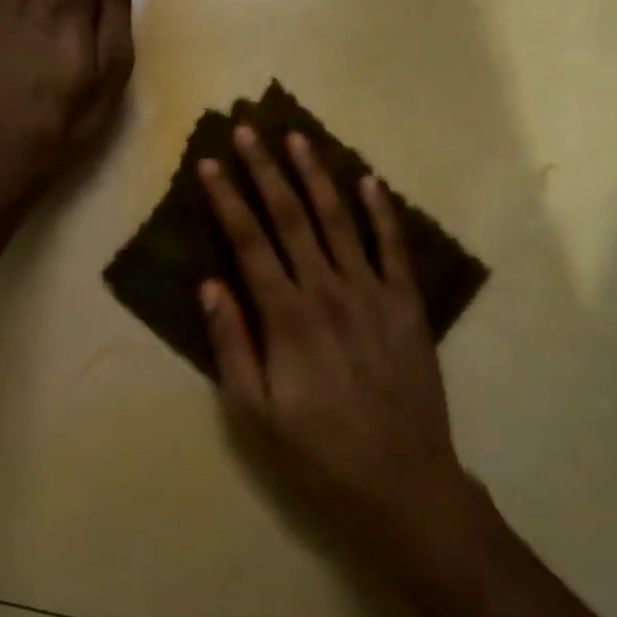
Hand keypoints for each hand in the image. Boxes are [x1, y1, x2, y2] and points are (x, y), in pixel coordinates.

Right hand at [199, 127, 471, 568]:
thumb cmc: (319, 455)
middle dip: (265, 170)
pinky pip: (393, 247)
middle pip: (290, 217)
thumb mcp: (256, 415)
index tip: (209, 163)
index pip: (249, 242)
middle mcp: (328, 291)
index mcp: (287, 317)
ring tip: (298, 138)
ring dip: (316, 175)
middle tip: (247, 130)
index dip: (226, 199)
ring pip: (339, 220)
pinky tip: (369, 180)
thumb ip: (232, 345)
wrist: (405, 486)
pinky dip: (381, 211)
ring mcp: (373, 293)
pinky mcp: (407, 305)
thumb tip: (209, 284)